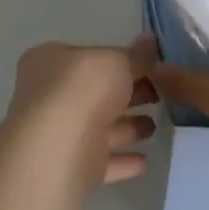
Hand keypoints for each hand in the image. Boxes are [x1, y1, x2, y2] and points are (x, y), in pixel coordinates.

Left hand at [6, 35, 159, 187]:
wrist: (57, 150)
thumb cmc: (82, 89)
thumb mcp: (117, 61)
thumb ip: (137, 56)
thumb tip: (150, 40)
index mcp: (51, 62)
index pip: (89, 56)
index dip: (119, 60)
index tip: (149, 67)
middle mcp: (49, 96)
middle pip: (96, 93)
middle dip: (127, 95)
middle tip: (159, 95)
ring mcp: (59, 135)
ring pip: (99, 128)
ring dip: (126, 128)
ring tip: (154, 126)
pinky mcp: (70, 169)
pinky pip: (101, 161)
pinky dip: (121, 161)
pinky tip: (144, 161)